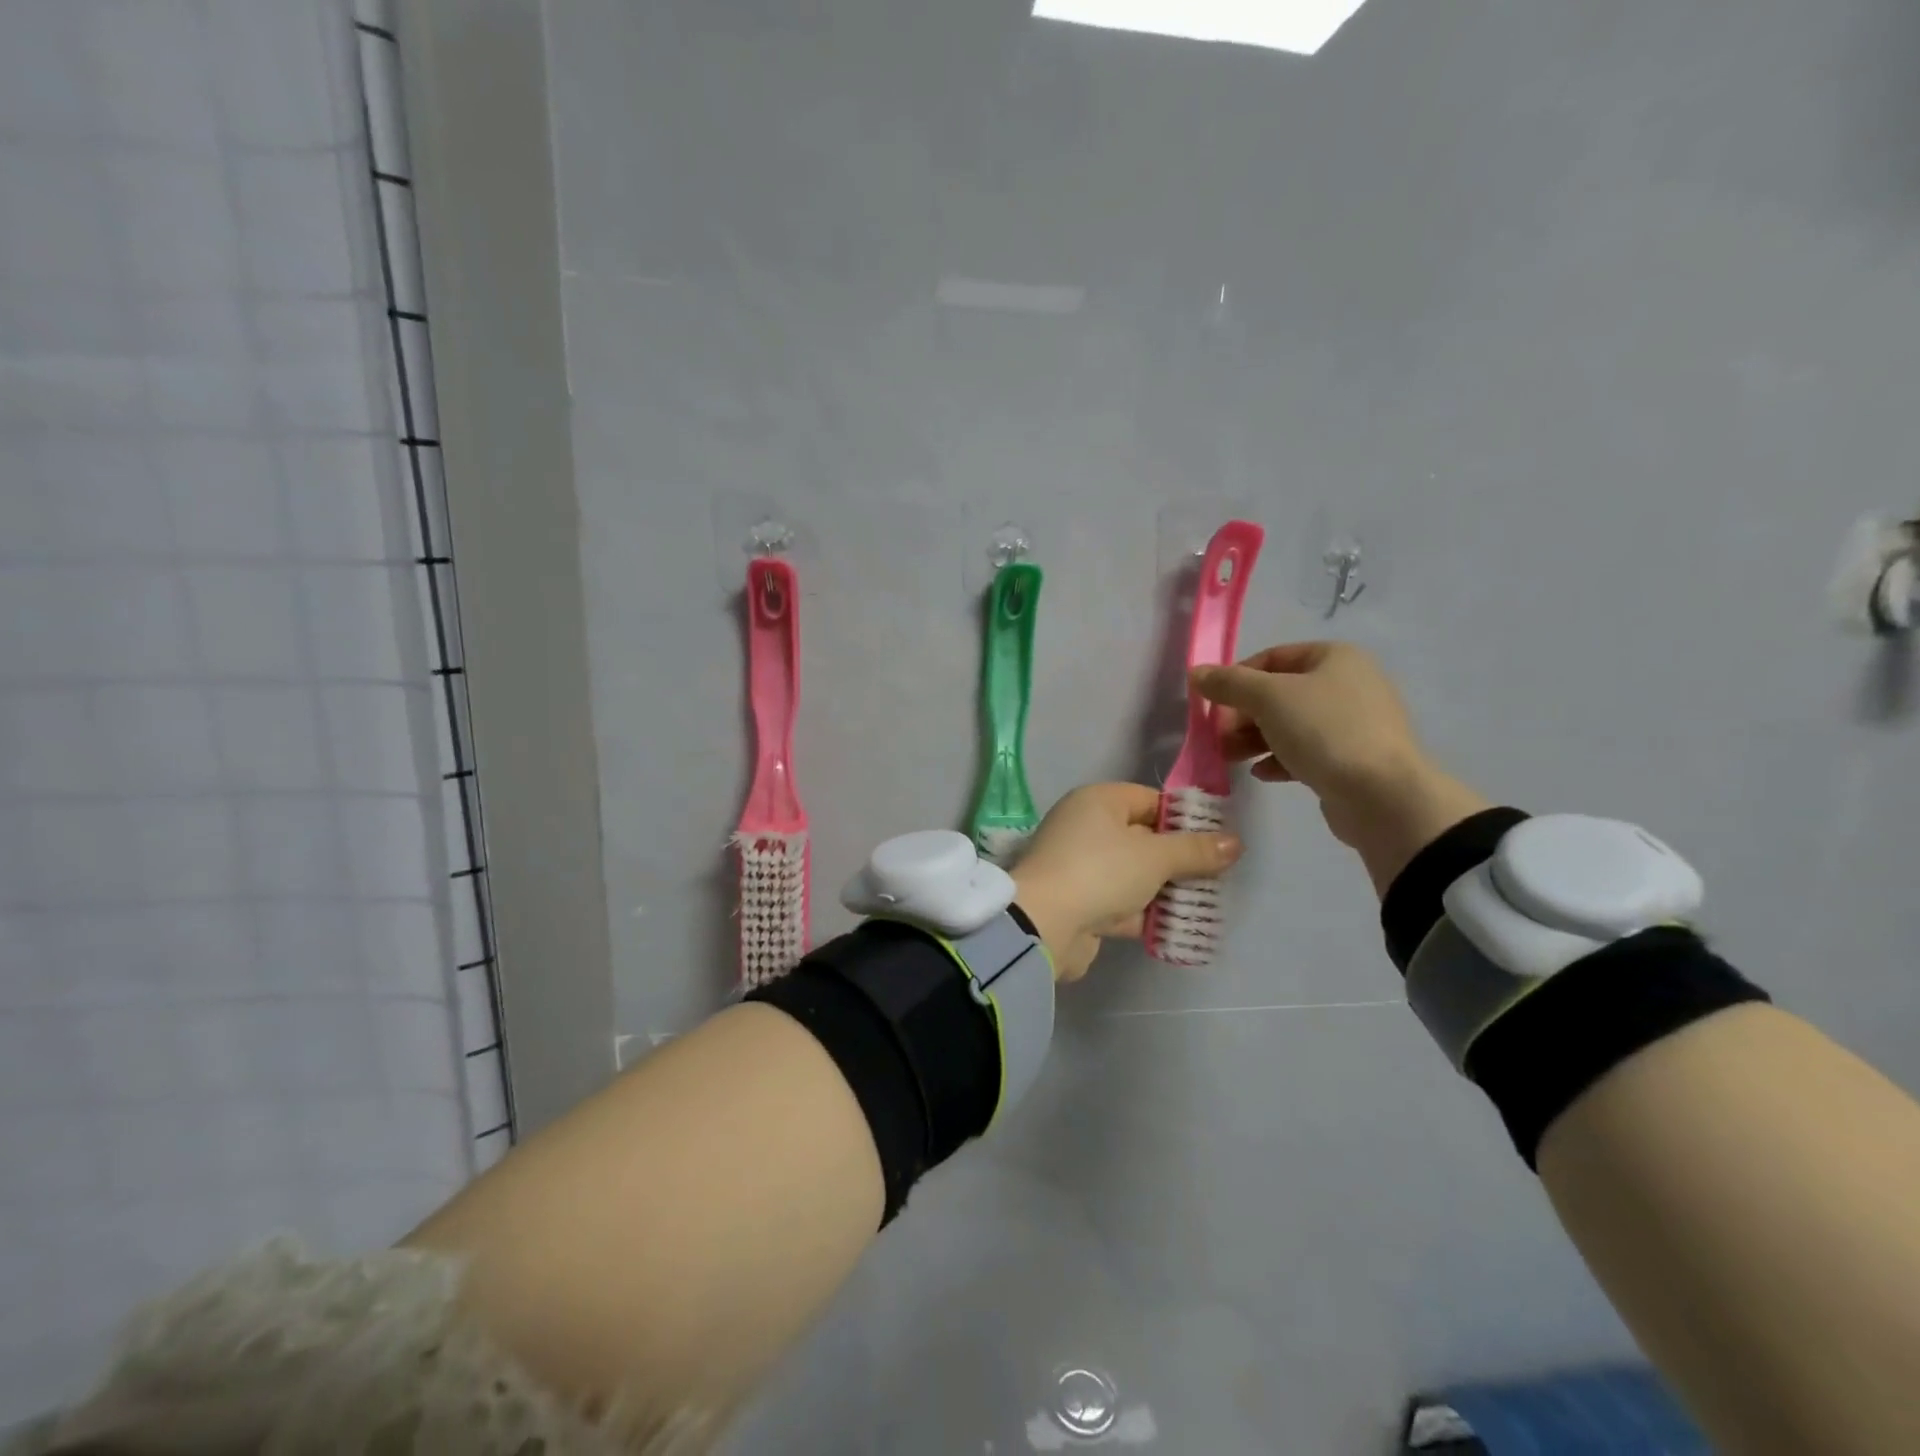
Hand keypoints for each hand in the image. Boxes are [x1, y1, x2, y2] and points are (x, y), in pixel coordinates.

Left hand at [1010, 783, 1241, 981]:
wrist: (1044, 924)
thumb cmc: (1101, 871)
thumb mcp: (1156, 857)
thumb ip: (1195, 850)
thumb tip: (1235, 843)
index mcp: (1097, 802)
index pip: (1148, 799)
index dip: (1182, 817)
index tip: (1216, 838)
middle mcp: (1085, 828)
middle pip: (1142, 838)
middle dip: (1178, 858)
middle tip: (1218, 874)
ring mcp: (1081, 867)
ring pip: (1134, 874)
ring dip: (1165, 890)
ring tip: (1207, 903)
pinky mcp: (1080, 903)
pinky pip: (1121, 903)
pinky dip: (1146, 913)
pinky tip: (1179, 927)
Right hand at [1191, 642, 1490, 893]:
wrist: (1382, 795)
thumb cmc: (1324, 731)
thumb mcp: (1268, 698)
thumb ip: (1229, 684)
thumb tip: (1196, 673)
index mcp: (1335, 658)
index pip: (1272, 657)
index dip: (1237, 678)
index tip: (1212, 704)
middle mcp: (1347, 684)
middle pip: (1279, 693)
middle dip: (1242, 715)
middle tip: (1217, 736)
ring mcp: (1352, 724)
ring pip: (1289, 725)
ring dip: (1254, 739)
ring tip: (1230, 758)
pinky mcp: (1351, 759)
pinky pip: (1306, 752)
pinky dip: (1279, 759)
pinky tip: (1262, 773)